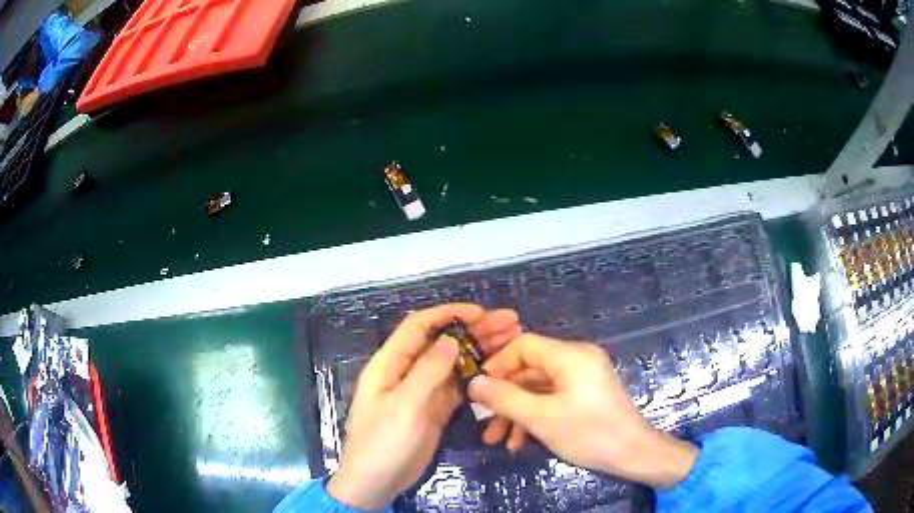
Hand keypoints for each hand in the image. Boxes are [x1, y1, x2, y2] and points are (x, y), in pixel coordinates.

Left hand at [327, 303, 521, 508]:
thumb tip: (450, 339)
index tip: (481, 312)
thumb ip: (427, 372)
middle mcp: (407, 372)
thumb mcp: (404, 406)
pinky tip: (498, 370)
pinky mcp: (433, 410)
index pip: (419, 326)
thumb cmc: (383, 442)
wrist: (376, 482)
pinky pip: (457, 387)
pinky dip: (476, 376)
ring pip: (453, 363)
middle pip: (442, 342)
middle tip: (511, 322)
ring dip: (480, 350)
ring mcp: (422, 392)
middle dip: (474, 330)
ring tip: (513, 340)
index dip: (448, 314)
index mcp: (390, 364)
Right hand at [467, 334, 697, 489]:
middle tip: (484, 422)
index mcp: (570, 355)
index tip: (478, 389)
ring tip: (497, 440)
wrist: (633, 454)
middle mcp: (577, 359)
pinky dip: (535, 416)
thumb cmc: (589, 433)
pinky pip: (553, 398)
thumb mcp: (541, 418)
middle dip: (505, 397)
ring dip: (517, 412)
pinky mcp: (586, 395)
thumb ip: (505, 398)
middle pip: (529, 370)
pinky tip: (520, 442)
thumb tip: (474, 383)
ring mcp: (583, 378)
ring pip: (538, 388)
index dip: (497, 364)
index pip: (523, 345)